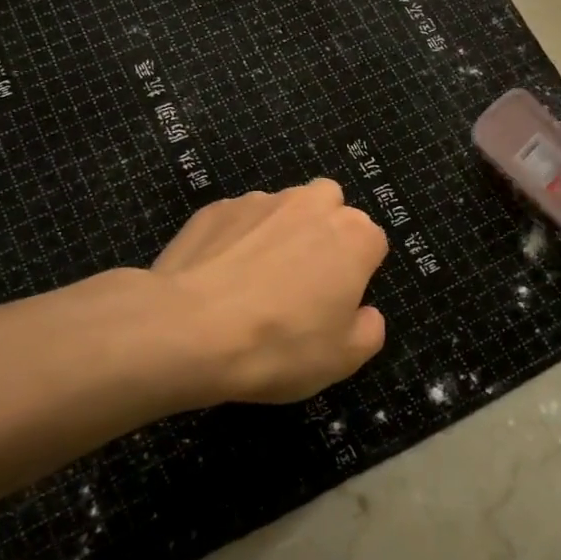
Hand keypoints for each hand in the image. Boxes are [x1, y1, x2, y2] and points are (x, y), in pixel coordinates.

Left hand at [152, 179, 389, 404]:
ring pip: (282, 208)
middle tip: (303, 280)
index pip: (372, 243)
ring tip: (253, 280)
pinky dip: (237, 239)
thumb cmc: (279, 345)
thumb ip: (369, 329)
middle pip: (330, 206)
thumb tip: (365, 312)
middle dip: (324, 232)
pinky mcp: (216, 208)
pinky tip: (219, 276)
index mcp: (353, 236)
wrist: (188, 330)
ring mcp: (260, 201)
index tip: (337, 303)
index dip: (358, 273)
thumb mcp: (342, 359)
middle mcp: (311, 204)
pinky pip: (239, 220)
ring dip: (279, 233)